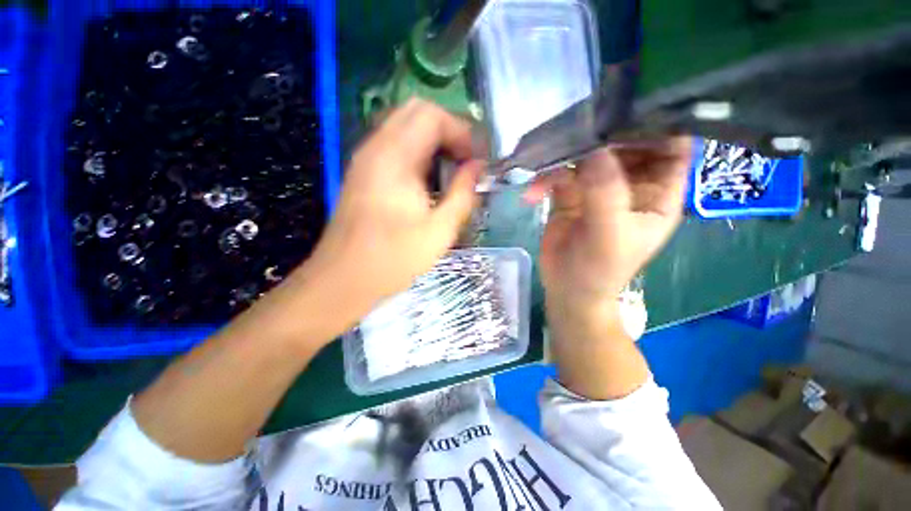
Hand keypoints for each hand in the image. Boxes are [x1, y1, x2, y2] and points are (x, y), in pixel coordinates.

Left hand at [301, 98, 482, 333]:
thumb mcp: (440, 230)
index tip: (476, 161)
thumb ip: (463, 194)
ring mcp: (366, 159)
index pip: (431, 114)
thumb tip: (478, 168)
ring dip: (434, 142)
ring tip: (452, 171)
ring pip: (405, 127)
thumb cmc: (393, 259)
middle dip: (449, 131)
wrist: (343, 280)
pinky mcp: (363, 173)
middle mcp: (375, 148)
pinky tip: (430, 181)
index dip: (461, 131)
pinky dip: (419, 153)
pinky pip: (395, 146)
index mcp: (394, 157)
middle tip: (466, 162)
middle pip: (416, 112)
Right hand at [527, 137, 691, 312]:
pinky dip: (544, 179)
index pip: (671, 145)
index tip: (633, 100)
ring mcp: (598, 186)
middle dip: (604, 132)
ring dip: (565, 157)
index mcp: (658, 192)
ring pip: (588, 155)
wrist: (566, 288)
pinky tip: (531, 193)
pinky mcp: (570, 193)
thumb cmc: (599, 268)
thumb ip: (605, 190)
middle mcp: (631, 183)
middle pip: (625, 143)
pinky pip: (559, 174)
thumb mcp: (610, 233)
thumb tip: (594, 145)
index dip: (660, 121)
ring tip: (544, 162)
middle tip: (577, 121)